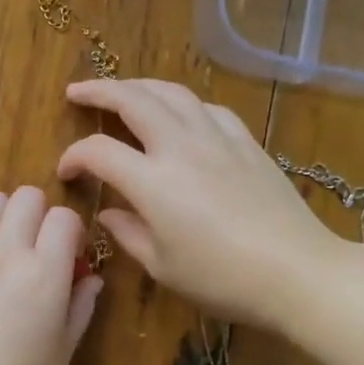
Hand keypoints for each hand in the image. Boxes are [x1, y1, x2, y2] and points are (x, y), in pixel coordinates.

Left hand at [0, 186, 102, 364]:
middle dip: (39, 216)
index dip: (71, 232)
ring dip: (2, 216)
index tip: (68, 255)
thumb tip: (91, 278)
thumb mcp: (63, 349)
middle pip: (27, 197)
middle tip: (36, 248)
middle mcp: (7, 251)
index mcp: (45, 272)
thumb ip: (80, 306)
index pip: (65, 217)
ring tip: (1, 247)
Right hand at [57, 78, 340, 331]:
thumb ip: (129, 233)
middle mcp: (181, 147)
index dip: (74, 157)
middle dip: (99, 91)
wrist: (297, 272)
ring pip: (172, 93)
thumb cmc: (222, 279)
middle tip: (77, 91)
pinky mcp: (246, 142)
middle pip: (133, 100)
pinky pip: (208, 108)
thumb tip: (108, 213)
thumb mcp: (163, 266)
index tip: (66, 171)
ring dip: (140, 85)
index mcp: (153, 182)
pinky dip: (184, 103)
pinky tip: (180, 113)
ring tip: (123, 90)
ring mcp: (217, 139)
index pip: (99, 152)